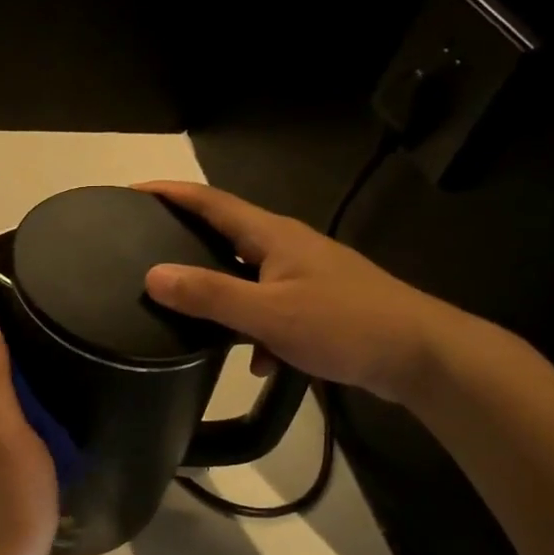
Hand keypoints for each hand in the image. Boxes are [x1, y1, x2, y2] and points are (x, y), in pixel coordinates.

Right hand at [135, 180, 459, 402]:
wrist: (420, 355)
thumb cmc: (344, 324)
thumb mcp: (269, 313)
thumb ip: (210, 295)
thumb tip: (152, 275)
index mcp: (273, 236)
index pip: (211, 202)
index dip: (171, 194)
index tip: (132, 192)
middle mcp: (287, 247)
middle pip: (227, 235)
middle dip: (188, 240)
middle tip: (147, 249)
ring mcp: (305, 276)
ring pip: (248, 277)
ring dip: (222, 295)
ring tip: (188, 313)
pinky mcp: (319, 304)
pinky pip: (271, 309)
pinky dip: (257, 330)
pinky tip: (258, 362)